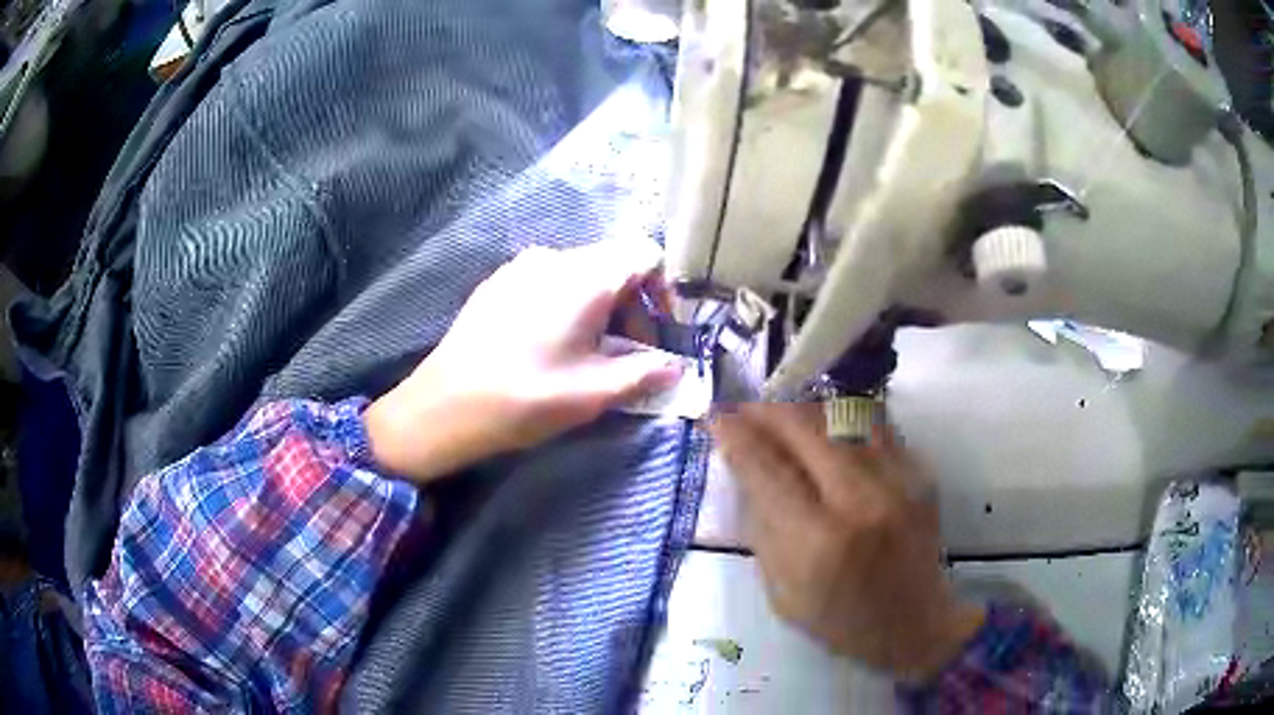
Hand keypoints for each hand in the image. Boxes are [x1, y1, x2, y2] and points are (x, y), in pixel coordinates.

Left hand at [365, 242, 682, 483]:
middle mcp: (554, 258)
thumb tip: (676, 367)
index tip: (658, 334)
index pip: (645, 254)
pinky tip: (549, 344)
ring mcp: (520, 266)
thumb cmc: (524, 398)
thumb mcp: (593, 393)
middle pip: (614, 262)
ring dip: (600, 306)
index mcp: (585, 276)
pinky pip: (548, 279)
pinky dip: (567, 303)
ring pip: (581, 272)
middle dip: (632, 304)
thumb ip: (645, 374)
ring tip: (588, 352)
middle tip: (628, 353)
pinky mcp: (497, 282)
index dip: (663, 292)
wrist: (443, 407)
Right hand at [710, 403, 984, 683]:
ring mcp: (897, 481)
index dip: (738, 437)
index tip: (717, 418)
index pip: (767, 471)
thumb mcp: (782, 593)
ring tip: (781, 415)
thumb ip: (763, 529)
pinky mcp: (920, 473)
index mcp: (817, 543)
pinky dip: (842, 419)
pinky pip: (874, 426)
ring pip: (841, 417)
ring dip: (802, 410)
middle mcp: (859, 502)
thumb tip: (745, 471)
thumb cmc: (841, 621)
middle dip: (767, 412)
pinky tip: (825, 428)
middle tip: (745, 409)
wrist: (916, 624)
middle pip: (805, 430)